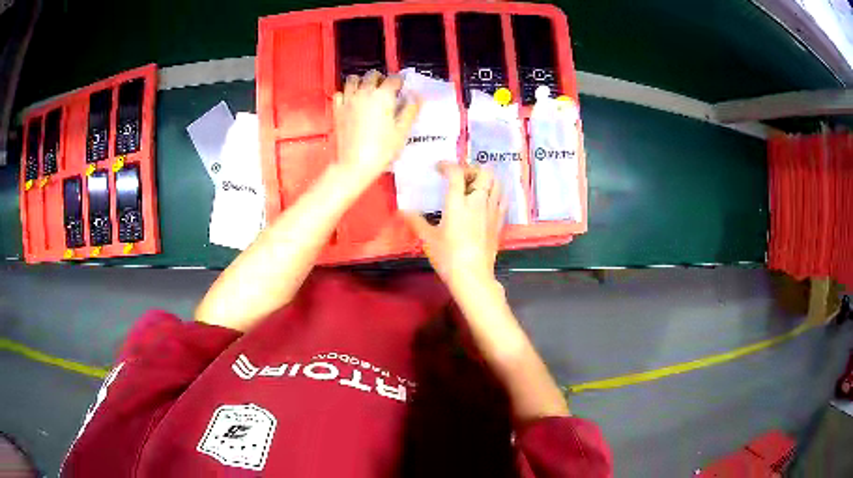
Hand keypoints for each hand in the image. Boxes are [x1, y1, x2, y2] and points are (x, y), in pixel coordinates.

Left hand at [333, 71, 420, 186]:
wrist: (355, 164)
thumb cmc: (382, 150)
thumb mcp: (402, 131)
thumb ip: (410, 110)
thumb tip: (416, 97)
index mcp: (383, 96)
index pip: (394, 79)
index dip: (400, 81)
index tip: (402, 86)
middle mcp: (364, 93)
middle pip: (372, 75)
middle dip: (381, 78)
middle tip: (386, 88)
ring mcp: (348, 100)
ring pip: (353, 79)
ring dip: (361, 81)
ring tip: (367, 90)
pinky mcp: (337, 110)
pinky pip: (339, 93)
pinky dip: (346, 93)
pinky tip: (351, 100)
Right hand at [402, 162, 505, 297]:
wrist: (472, 276)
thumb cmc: (448, 256)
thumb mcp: (428, 239)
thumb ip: (416, 222)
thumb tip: (403, 211)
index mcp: (458, 203)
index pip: (456, 173)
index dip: (447, 165)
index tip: (439, 168)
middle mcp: (478, 202)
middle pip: (484, 173)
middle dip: (472, 169)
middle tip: (460, 177)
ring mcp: (492, 211)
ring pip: (497, 183)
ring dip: (486, 179)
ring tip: (474, 186)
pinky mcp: (499, 222)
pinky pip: (502, 199)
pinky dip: (495, 193)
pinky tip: (487, 200)